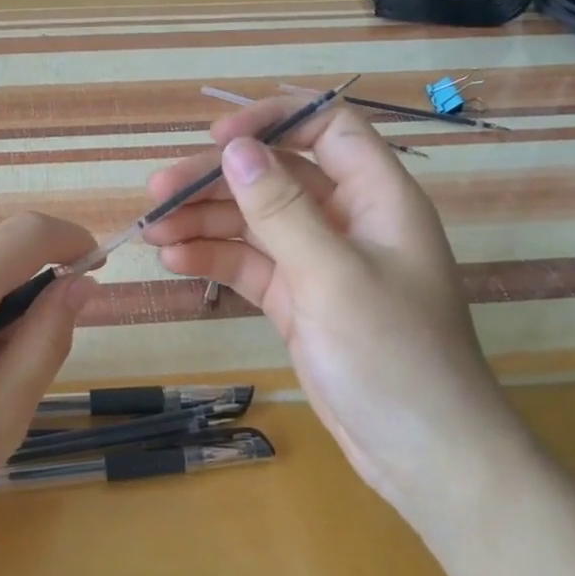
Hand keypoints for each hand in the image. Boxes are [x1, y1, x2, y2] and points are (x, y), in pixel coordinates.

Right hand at [143, 97, 519, 519]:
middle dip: (216, 180)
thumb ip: (281, 209)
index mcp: (376, 197)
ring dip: (204, 221)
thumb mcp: (332, 276)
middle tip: (156, 192)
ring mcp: (320, 262)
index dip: (273, 121)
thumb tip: (235, 149)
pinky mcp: (298, 301)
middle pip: (276, 176)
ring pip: (255, 221)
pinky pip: (250, 265)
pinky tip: (175, 260)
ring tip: (152, 230)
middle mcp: (348, 220)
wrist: (422, 454)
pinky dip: (214, 259)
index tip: (217, 139)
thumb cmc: (392, 356)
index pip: (326, 128)